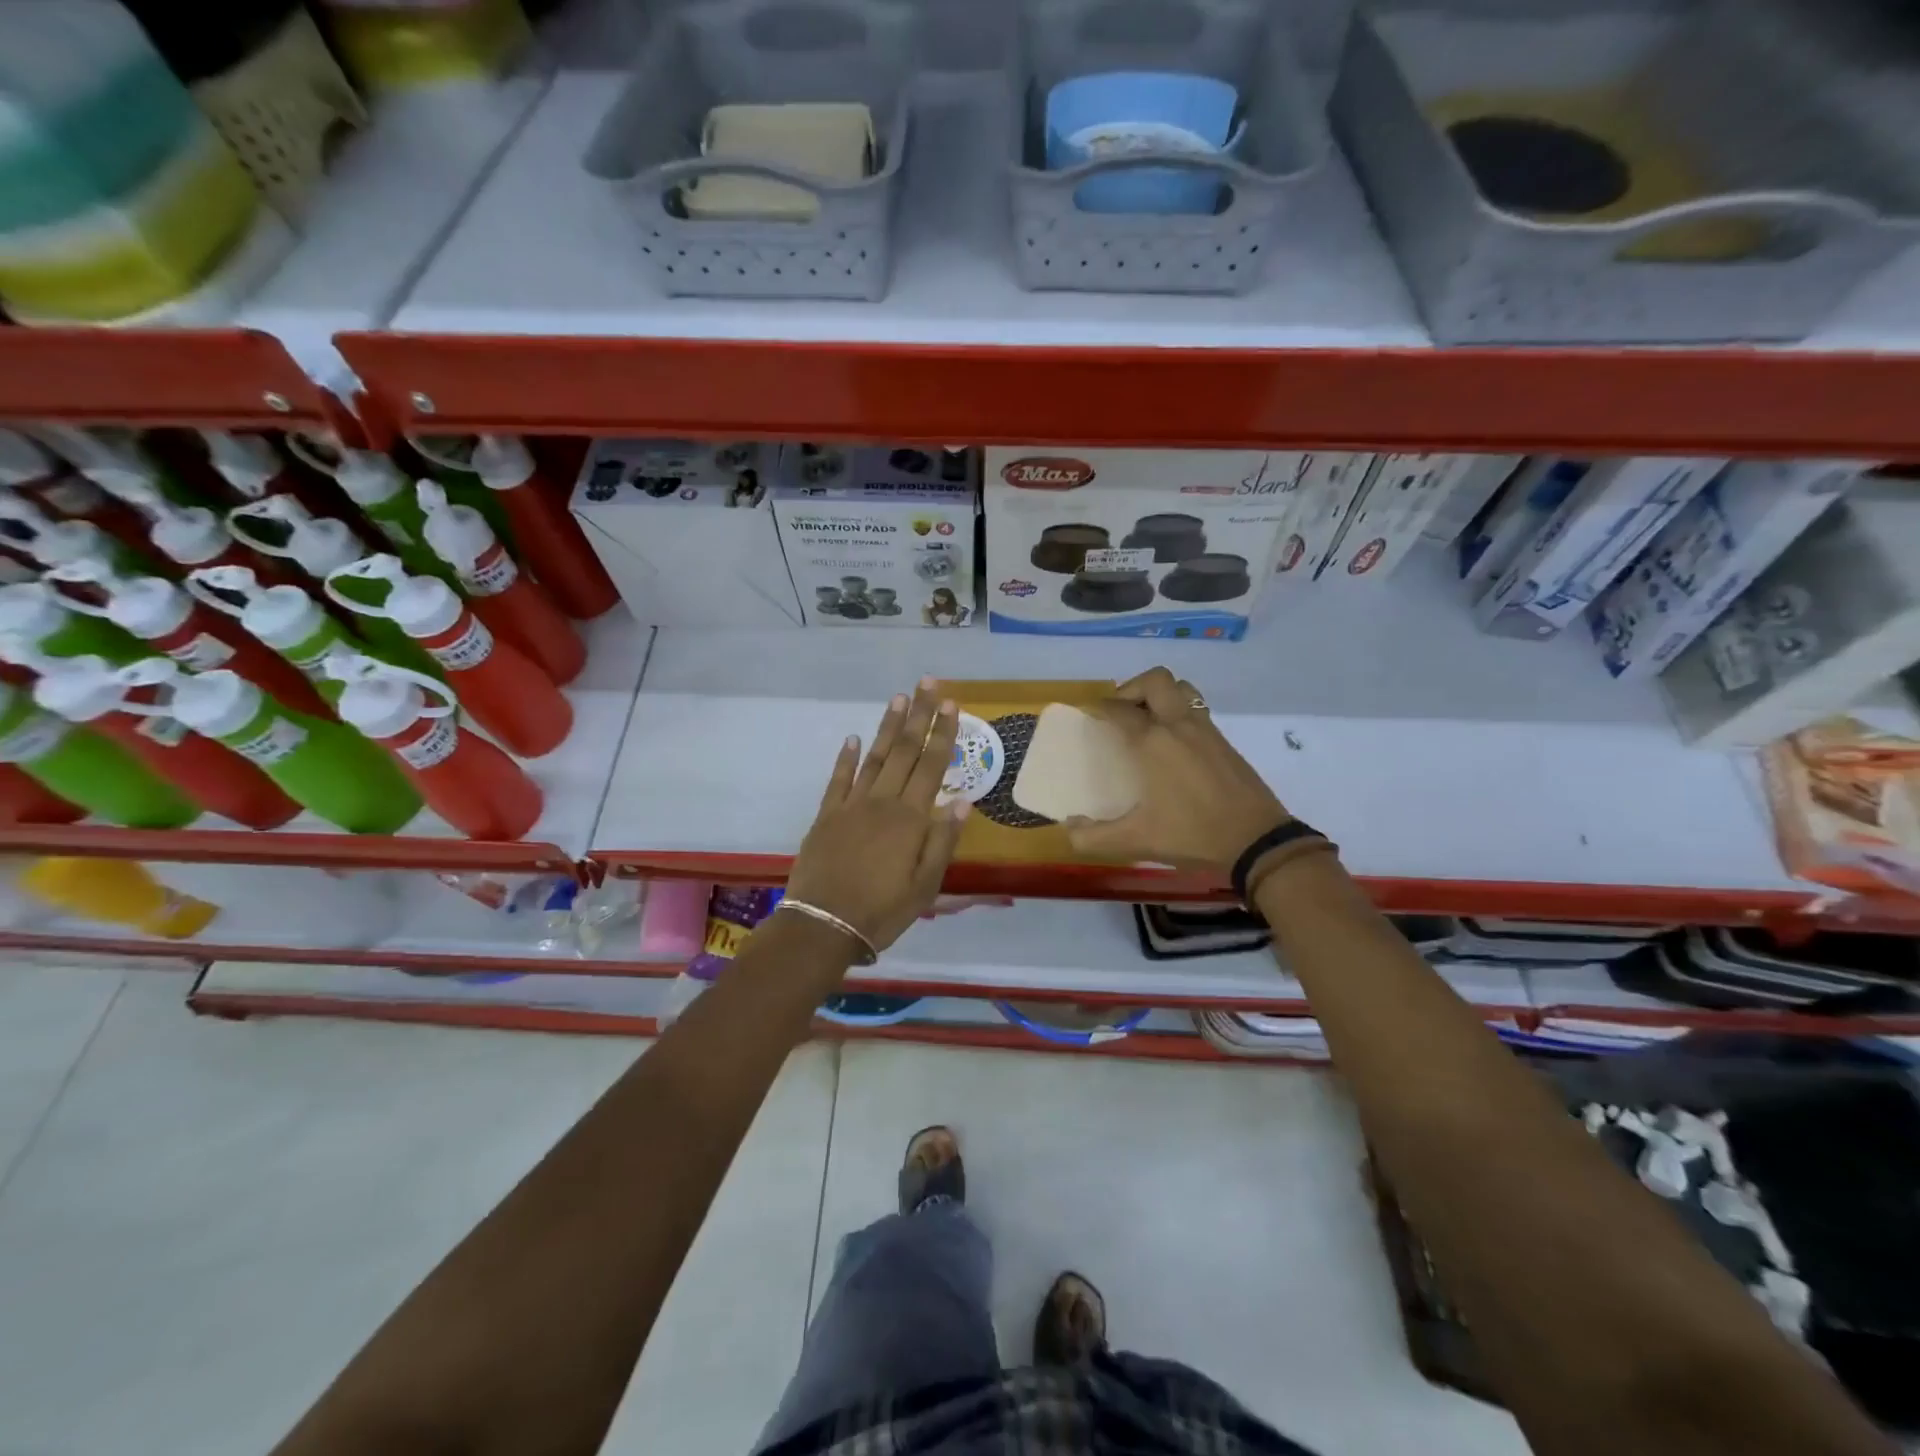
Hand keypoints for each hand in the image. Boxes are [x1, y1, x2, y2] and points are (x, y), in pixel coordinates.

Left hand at [786, 678, 968, 951]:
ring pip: (874, 757)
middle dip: (918, 715)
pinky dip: (846, 757)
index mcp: (910, 819)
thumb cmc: (883, 910)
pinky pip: (838, 779)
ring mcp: (851, 805)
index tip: (950, 703)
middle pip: (904, 751)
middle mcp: (882, 802)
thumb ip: (943, 841)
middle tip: (927, 683)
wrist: (824, 924)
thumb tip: (963, 801)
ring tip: (898, 698)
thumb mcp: (926, 886)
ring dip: (887, 726)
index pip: (932, 766)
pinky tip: (853, 739)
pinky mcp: (827, 815)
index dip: (942, 733)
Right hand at [1064, 667, 1289, 871]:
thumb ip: (1094, 837)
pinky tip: (1173, 743)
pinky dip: (1179, 711)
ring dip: (1159, 694)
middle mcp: (1178, 725)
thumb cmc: (1192, 834)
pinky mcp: (1223, 741)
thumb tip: (1069, 829)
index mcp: (1152, 742)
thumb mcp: (1136, 841)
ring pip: (1181, 688)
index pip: (1118, 709)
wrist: (1256, 840)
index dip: (1099, 708)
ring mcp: (1205, 729)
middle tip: (1120, 712)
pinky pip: (1196, 708)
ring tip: (1146, 719)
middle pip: (1154, 680)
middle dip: (1131, 688)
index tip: (1088, 715)